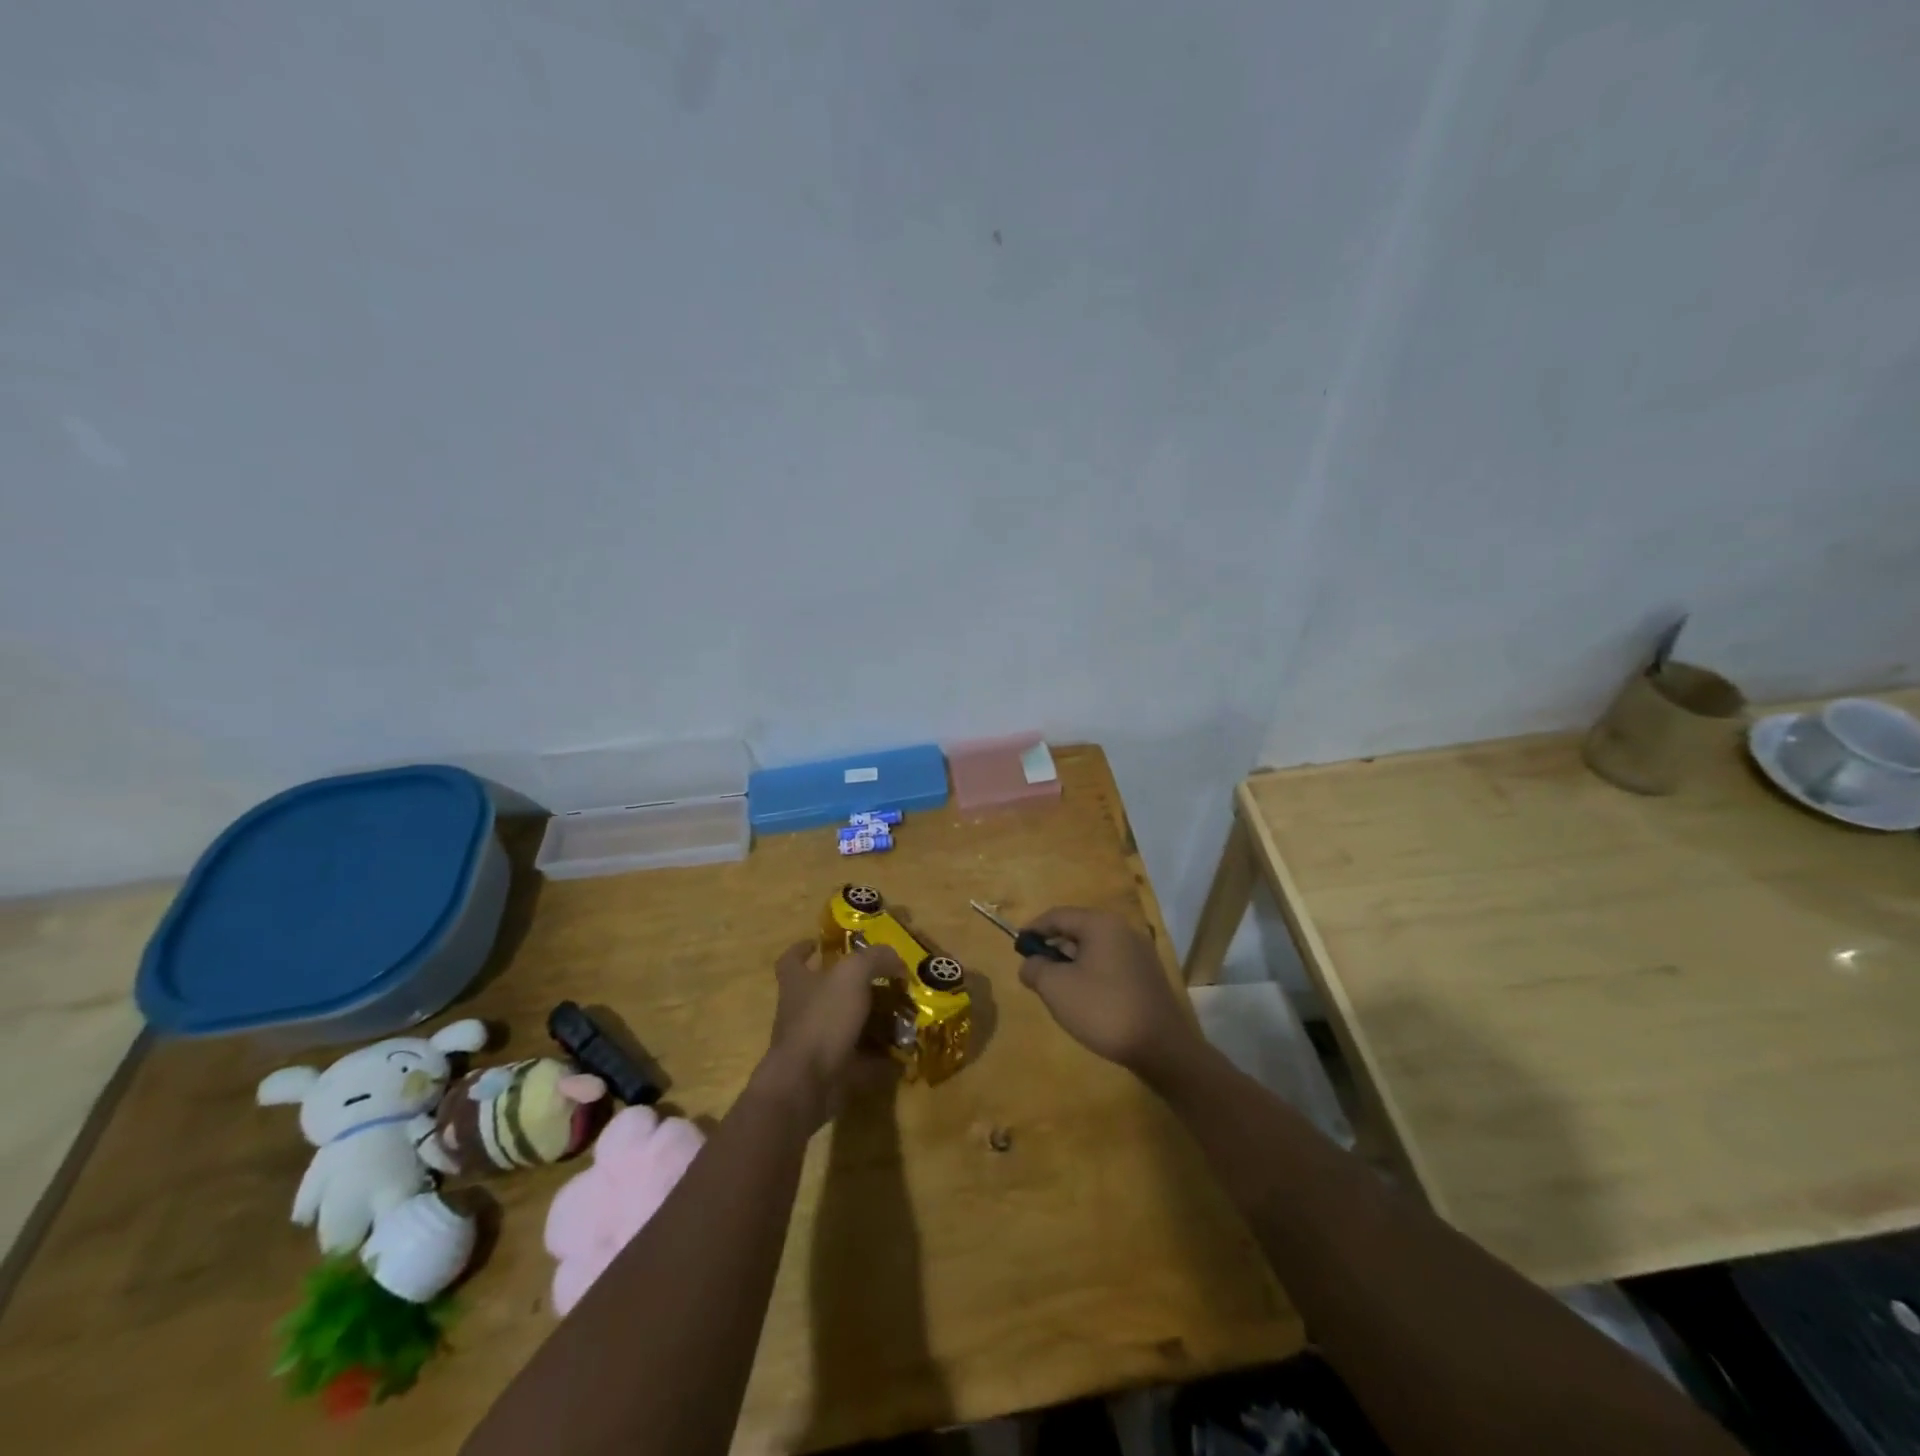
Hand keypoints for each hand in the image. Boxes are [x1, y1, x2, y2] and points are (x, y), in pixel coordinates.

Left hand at [754, 940, 899, 1128]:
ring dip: (869, 1020)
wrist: (806, 1084)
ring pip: (843, 1025)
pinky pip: (858, 1059)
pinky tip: (901, 1051)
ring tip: (900, 1013)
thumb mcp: (852, 974)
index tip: (819, 943)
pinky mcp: (827, 1071)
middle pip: (823, 991)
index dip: (804, 948)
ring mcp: (812, 1043)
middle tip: (882, 980)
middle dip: (850, 985)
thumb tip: (896, 961)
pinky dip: (878, 1057)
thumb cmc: (822, 1019)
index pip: (792, 958)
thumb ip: (875, 958)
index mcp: (797, 982)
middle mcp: (800, 1010)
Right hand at [1017, 907, 1204, 1079]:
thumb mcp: (1056, 988)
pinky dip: (1092, 973)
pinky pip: (1110, 964)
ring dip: (1072, 962)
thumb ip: (1036, 969)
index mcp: (1100, 924)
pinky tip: (1086, 999)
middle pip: (1078, 929)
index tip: (1017, 947)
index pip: (1058, 915)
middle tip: (1036, 971)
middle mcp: (1123, 929)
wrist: (1162, 1048)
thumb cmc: (1103, 1009)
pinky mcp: (1148, 975)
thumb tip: (1030, 964)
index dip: (1034, 929)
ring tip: (1058, 989)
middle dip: (1053, 947)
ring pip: (1095, 948)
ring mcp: (1139, 952)